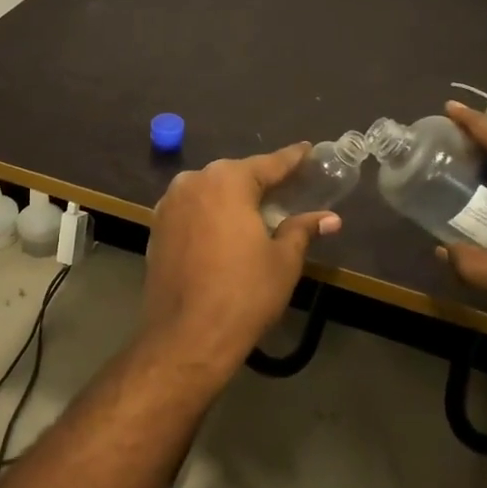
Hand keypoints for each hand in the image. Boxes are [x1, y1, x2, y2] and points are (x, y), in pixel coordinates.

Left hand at [140, 144, 340, 375]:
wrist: (186, 336)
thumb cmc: (244, 294)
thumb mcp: (283, 261)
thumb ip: (303, 230)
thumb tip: (330, 219)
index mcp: (226, 181)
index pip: (268, 164)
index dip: (292, 159)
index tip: (308, 150)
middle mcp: (193, 182)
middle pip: (235, 175)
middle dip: (260, 182)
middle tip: (287, 188)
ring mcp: (168, 204)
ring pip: (210, 192)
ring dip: (232, 199)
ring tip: (257, 211)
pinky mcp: (156, 228)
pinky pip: (192, 211)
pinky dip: (211, 215)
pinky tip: (225, 231)